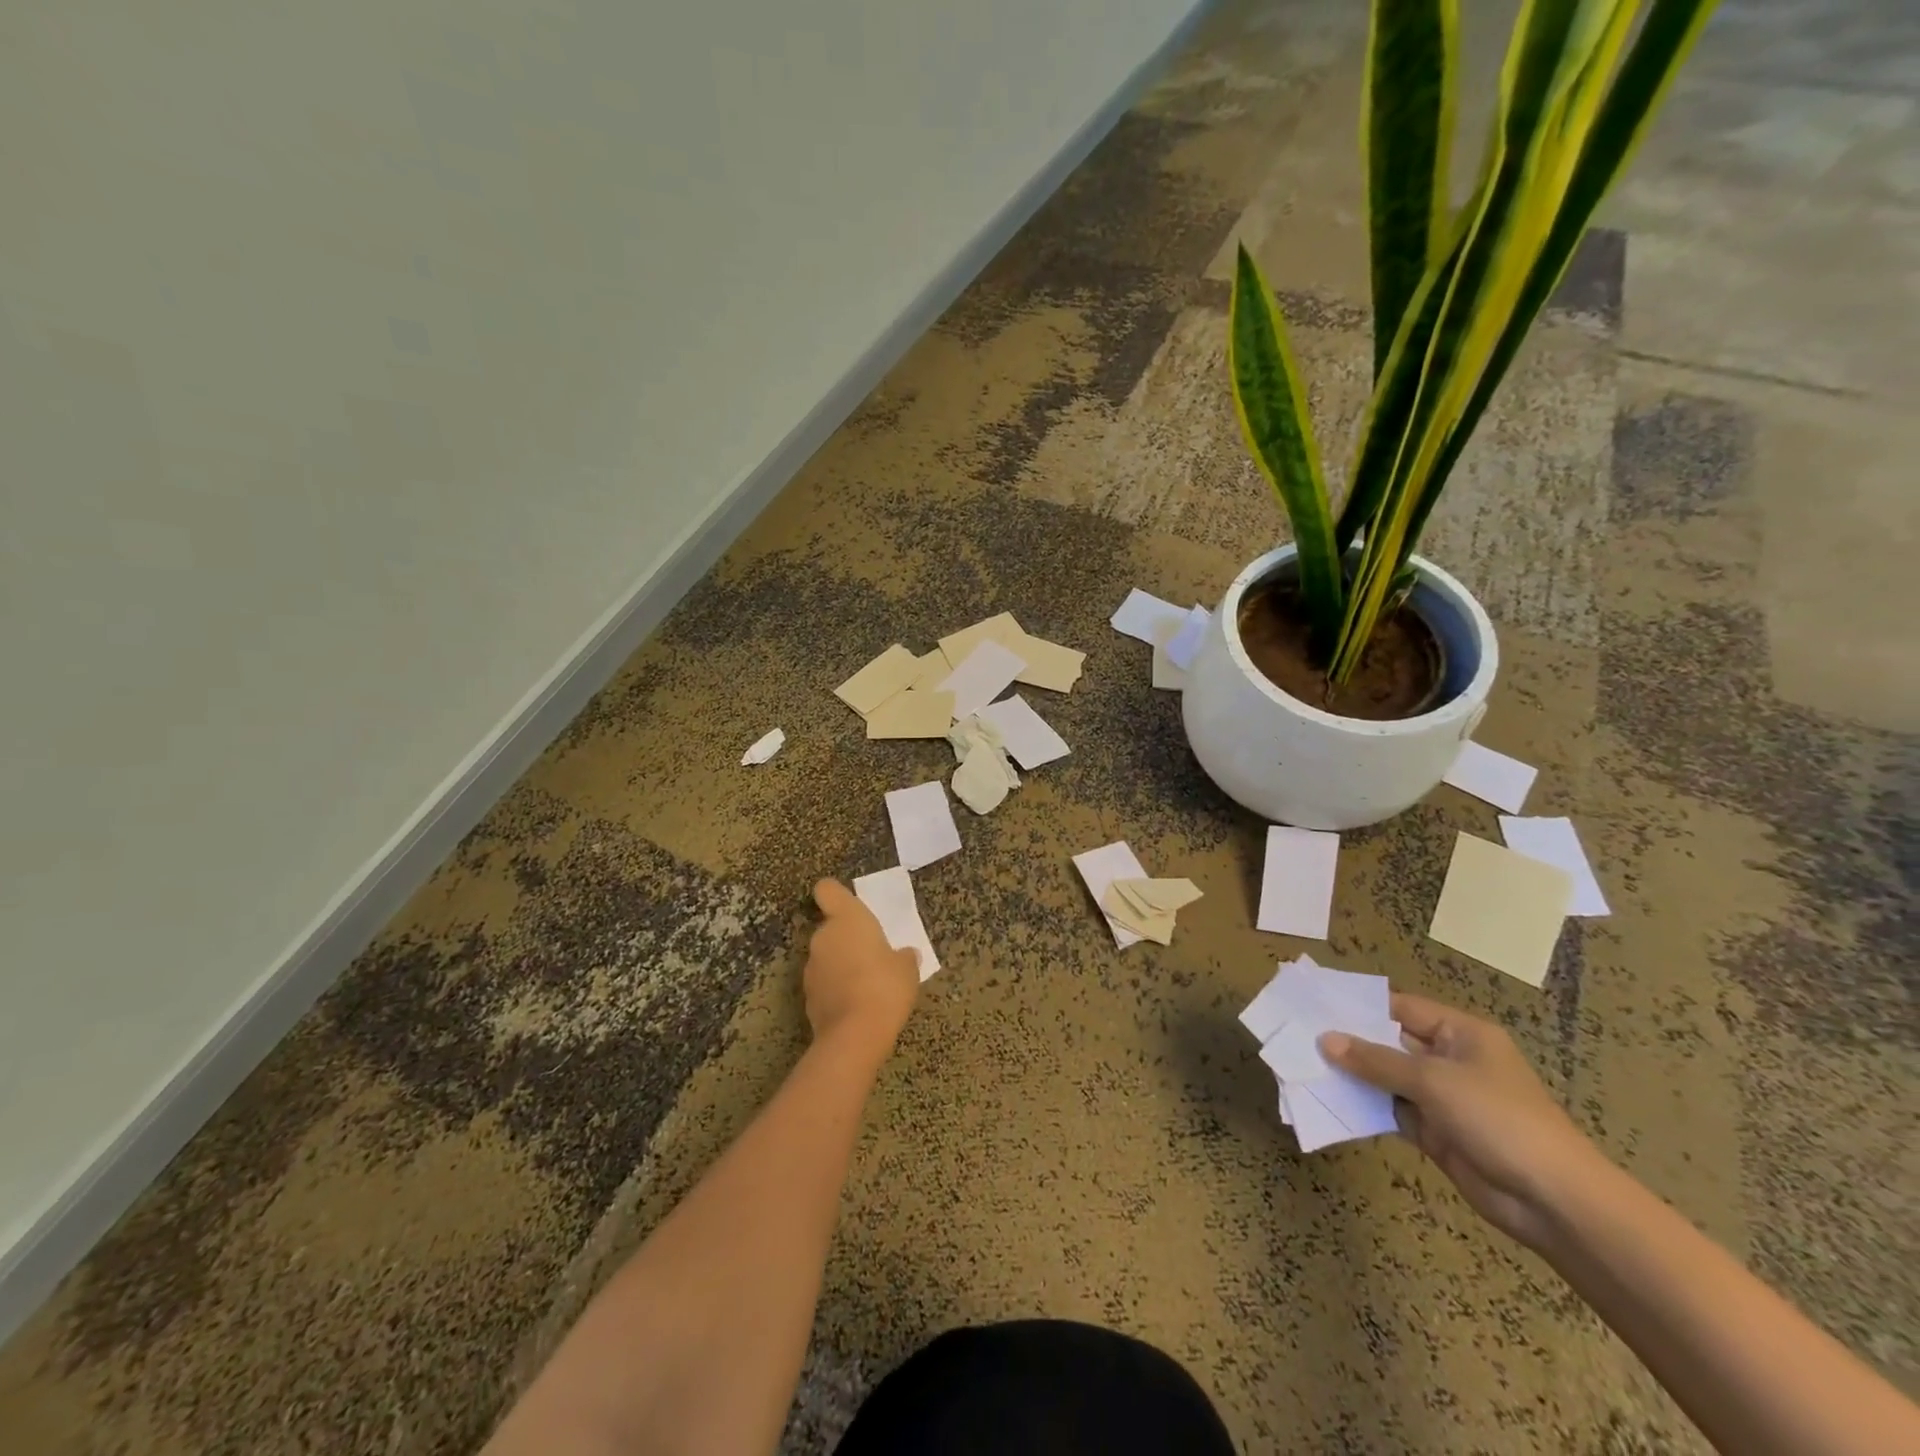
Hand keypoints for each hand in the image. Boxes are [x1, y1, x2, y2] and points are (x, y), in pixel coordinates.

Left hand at [802, 880, 920, 1057]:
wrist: (855, 1035)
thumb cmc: (885, 986)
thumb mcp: (907, 969)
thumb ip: (904, 957)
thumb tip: (906, 954)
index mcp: (847, 919)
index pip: (828, 890)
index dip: (835, 895)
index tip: (847, 905)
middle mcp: (823, 937)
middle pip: (830, 928)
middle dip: (846, 939)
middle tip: (872, 955)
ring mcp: (811, 968)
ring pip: (826, 957)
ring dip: (840, 965)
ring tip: (866, 985)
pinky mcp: (807, 997)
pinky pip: (824, 983)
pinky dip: (835, 989)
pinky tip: (856, 1005)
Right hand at [1322, 993, 1607, 1249]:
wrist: (1553, 1201)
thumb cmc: (1498, 1119)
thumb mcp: (1433, 1081)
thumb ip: (1376, 1060)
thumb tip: (1326, 1040)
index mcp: (1460, 1034)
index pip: (1401, 1008)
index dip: (1360, 1006)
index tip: (1315, 1004)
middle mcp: (1450, 1060)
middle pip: (1390, 1042)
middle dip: (1350, 1041)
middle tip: (1299, 1033)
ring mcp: (1442, 1098)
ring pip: (1387, 1077)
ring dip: (1353, 1075)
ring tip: (1303, 1064)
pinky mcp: (1436, 1132)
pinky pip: (1391, 1109)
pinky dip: (1365, 1106)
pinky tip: (1329, 1099)